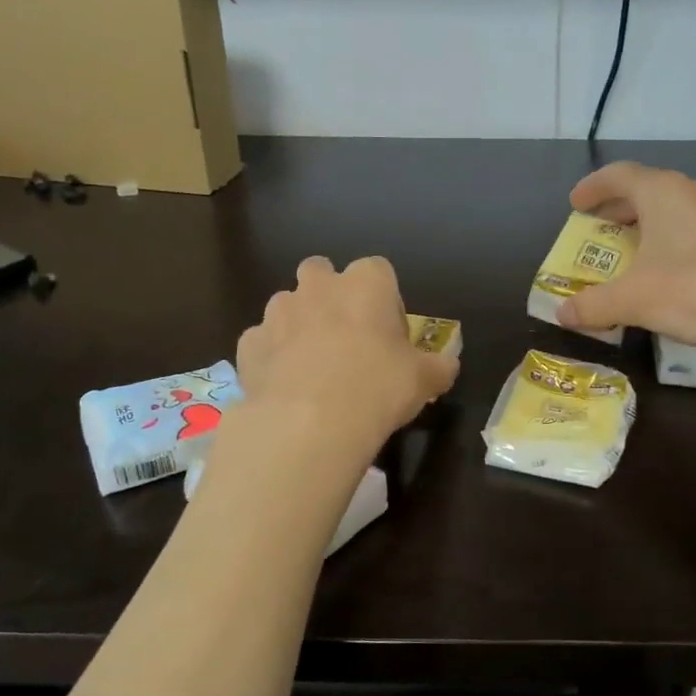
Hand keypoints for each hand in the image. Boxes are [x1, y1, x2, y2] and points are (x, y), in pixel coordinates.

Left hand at [235, 256, 458, 453]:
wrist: (310, 423)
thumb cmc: (378, 387)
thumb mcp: (425, 380)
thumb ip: (438, 367)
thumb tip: (447, 366)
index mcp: (366, 283)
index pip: (378, 271)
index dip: (385, 301)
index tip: (389, 334)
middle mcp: (318, 286)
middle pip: (321, 272)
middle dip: (330, 295)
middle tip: (345, 337)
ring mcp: (277, 312)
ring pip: (287, 305)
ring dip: (298, 325)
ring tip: (312, 367)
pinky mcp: (248, 344)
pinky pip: (263, 342)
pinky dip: (272, 357)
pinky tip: (285, 387)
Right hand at [558, 163, 695, 355]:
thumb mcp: (634, 300)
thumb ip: (594, 305)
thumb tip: (562, 313)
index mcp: (663, 192)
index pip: (619, 175)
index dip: (593, 188)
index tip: (575, 205)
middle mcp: (695, 191)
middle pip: (648, 190)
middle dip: (619, 209)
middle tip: (599, 230)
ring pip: (676, 210)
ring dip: (650, 226)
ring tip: (635, 253)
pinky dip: (676, 242)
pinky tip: (675, 272)